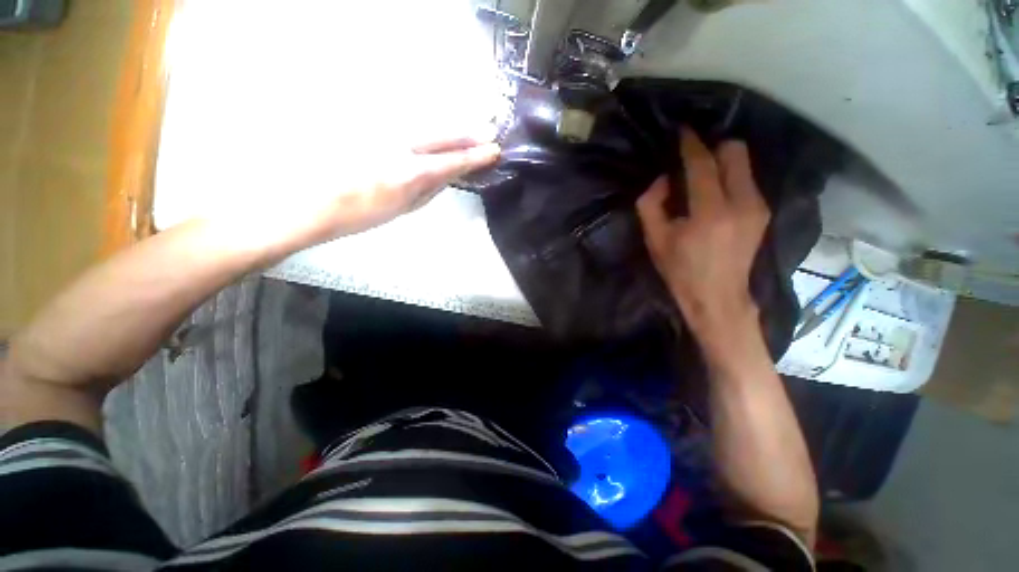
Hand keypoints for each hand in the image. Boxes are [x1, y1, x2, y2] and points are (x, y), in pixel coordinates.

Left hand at [234, 133, 500, 251]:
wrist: (313, 200)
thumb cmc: (360, 215)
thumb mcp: (403, 209)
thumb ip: (429, 190)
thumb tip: (447, 176)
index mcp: (411, 173)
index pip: (453, 160)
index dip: (476, 156)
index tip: (494, 150)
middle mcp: (401, 146)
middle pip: (443, 134)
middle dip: (468, 134)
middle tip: (487, 133)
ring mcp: (384, 132)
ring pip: (426, 126)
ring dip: (449, 130)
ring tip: (467, 133)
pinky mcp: (370, 127)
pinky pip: (407, 126)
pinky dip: (426, 131)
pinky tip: (433, 136)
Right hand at [637, 128, 769, 339]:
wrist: (718, 297)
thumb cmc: (680, 271)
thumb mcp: (655, 240)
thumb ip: (651, 204)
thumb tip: (662, 179)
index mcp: (710, 212)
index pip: (702, 163)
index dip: (690, 143)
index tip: (681, 131)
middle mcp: (741, 202)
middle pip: (734, 151)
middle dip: (713, 146)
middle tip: (692, 155)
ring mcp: (758, 206)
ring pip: (744, 163)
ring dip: (722, 161)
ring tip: (701, 174)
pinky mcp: (763, 212)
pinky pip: (747, 180)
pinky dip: (730, 176)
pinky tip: (715, 191)